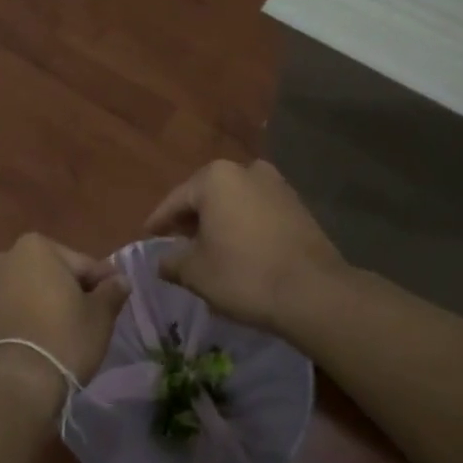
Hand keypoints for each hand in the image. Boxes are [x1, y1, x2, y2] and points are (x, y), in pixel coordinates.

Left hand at [0, 234, 130, 408]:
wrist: (9, 386)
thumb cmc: (62, 340)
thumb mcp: (99, 316)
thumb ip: (111, 292)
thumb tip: (120, 280)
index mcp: (35, 247)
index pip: (81, 263)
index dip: (100, 282)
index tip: (114, 299)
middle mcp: (3, 258)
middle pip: (48, 273)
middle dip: (67, 290)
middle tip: (88, 317)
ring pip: (25, 291)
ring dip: (41, 304)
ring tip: (61, 333)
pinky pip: (7, 312)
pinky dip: (21, 320)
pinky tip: (36, 343)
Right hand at [145, 159, 345, 332]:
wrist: (314, 292)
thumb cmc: (243, 275)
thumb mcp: (196, 272)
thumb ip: (173, 262)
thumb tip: (162, 262)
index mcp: (215, 178)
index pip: (176, 200)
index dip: (159, 221)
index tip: (148, 235)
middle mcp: (246, 170)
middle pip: (207, 195)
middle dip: (191, 218)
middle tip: (177, 241)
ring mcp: (277, 185)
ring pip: (235, 201)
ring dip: (219, 220)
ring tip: (208, 247)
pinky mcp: (298, 205)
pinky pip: (258, 211)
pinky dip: (244, 225)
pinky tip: (239, 248)